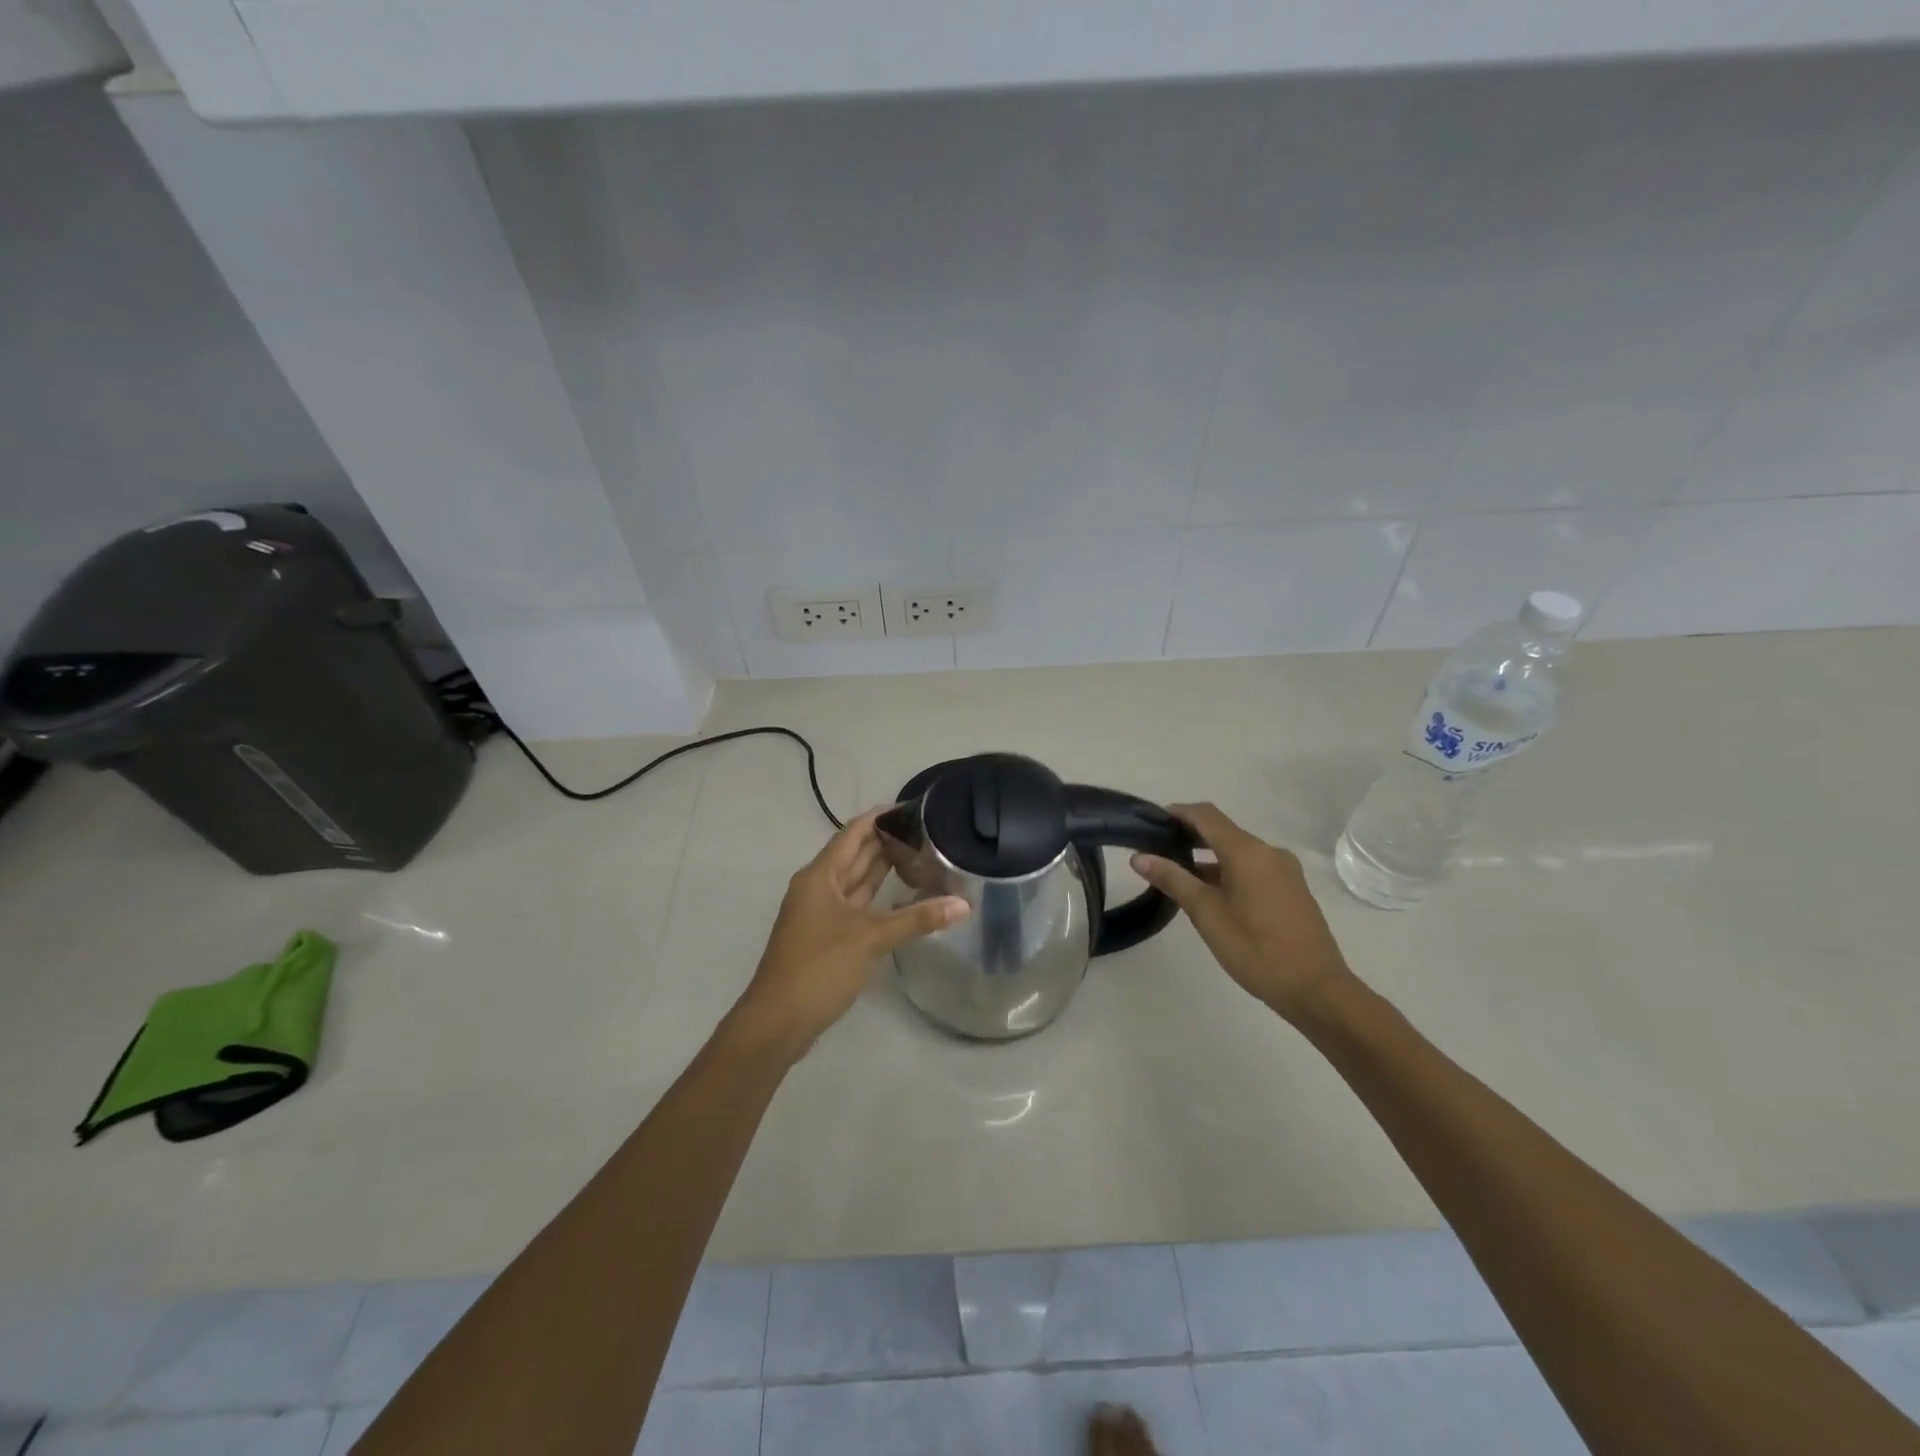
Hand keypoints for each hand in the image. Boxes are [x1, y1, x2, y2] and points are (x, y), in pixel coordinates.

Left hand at [733, 809, 969, 1055]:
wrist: (778, 1021)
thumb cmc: (819, 967)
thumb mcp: (870, 939)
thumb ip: (917, 919)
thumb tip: (963, 904)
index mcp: (820, 876)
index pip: (853, 833)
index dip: (879, 818)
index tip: (910, 807)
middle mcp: (818, 888)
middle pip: (854, 855)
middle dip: (885, 842)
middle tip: (925, 831)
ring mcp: (820, 913)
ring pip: (855, 881)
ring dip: (881, 869)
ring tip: (918, 855)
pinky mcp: (826, 936)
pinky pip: (855, 905)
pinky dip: (876, 898)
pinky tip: (900, 897)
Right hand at [1131, 803, 1353, 1021]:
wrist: (1316, 989)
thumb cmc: (1255, 948)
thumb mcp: (1206, 913)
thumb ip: (1173, 879)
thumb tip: (1140, 857)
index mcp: (1248, 851)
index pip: (1206, 815)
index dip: (1177, 813)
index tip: (1150, 822)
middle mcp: (1269, 852)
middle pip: (1223, 831)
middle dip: (1190, 836)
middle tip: (1158, 850)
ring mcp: (1285, 871)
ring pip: (1238, 852)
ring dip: (1208, 857)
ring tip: (1178, 875)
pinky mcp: (1292, 890)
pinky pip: (1253, 868)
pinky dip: (1228, 871)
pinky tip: (1211, 894)